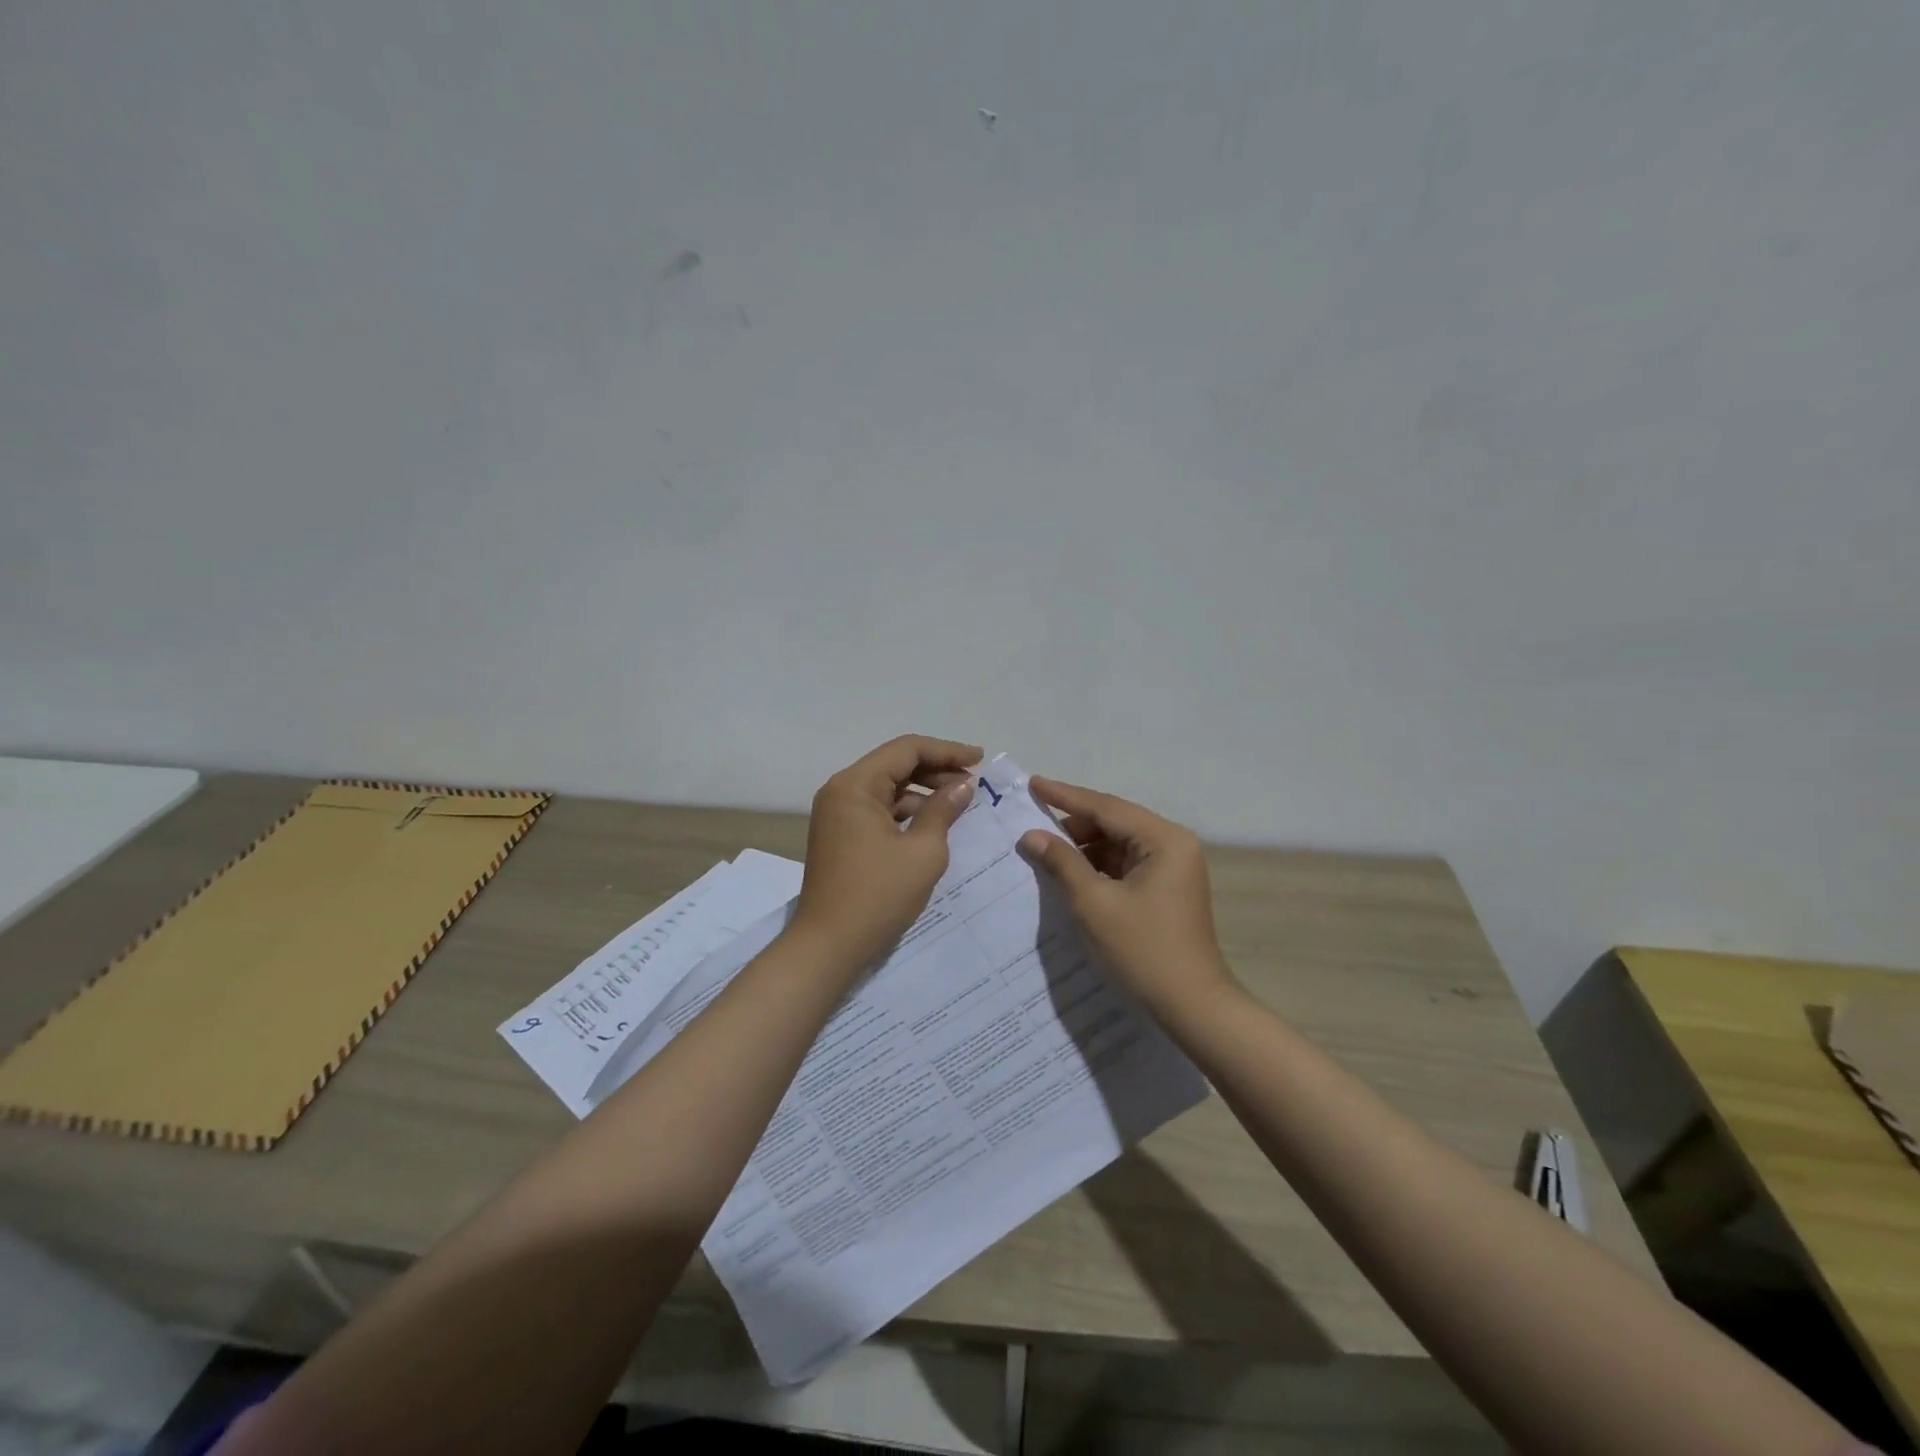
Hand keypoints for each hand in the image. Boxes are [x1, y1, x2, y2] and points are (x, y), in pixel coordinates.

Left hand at [789, 735, 981, 971]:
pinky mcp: (841, 835)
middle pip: (895, 764)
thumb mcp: (923, 851)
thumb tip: (963, 785)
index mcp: (855, 785)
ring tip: (960, 802)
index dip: (947, 751)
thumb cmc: (878, 895)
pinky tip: (933, 822)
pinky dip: (906, 811)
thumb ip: (943, 810)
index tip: (980, 759)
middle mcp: (841, 791)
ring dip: (923, 791)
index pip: (906, 749)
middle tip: (974, 781)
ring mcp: (838, 813)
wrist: (829, 945)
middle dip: (936, 769)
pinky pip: (879, 809)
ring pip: (887, 787)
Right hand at [1017, 777, 1236, 1020]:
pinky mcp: (1167, 888)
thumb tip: (1031, 836)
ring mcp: (1173, 867)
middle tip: (1032, 828)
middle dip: (1073, 826)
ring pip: (1118, 844)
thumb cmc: (1143, 950)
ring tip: (1045, 853)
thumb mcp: (1094, 903)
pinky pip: (1125, 864)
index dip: (1065, 796)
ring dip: (1084, 848)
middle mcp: (1173, 844)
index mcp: (1164, 840)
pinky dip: (1098, 867)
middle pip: (1114, 822)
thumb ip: (1062, 862)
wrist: (1192, 1006)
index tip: (1033, 784)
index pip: (1106, 807)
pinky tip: (1071, 875)